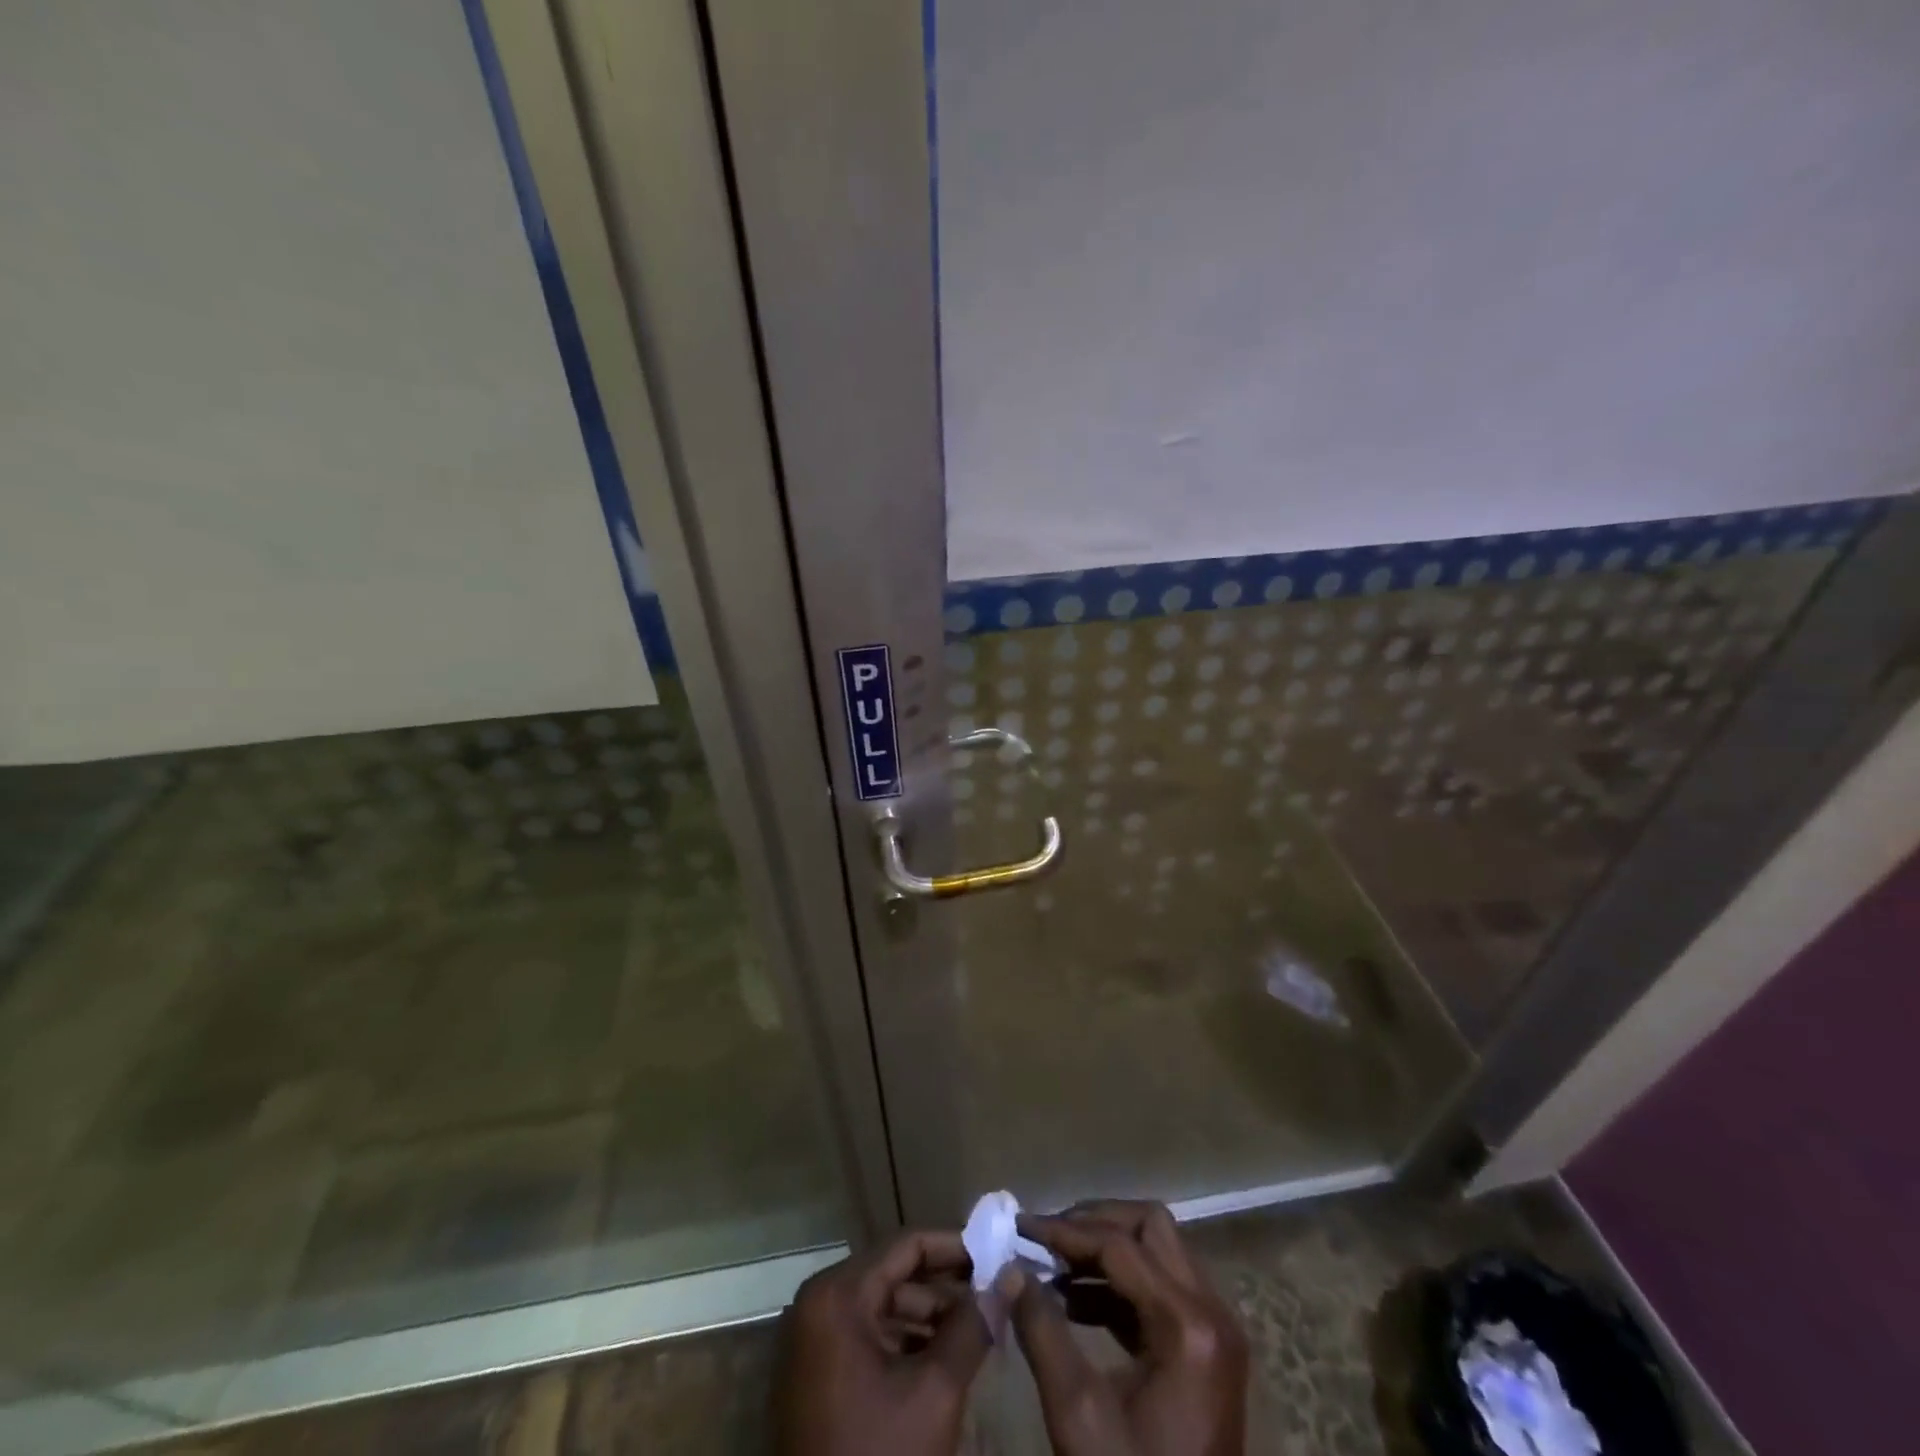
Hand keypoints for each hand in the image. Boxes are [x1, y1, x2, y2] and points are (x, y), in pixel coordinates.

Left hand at [773, 1230, 1002, 1455]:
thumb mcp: (934, 1393)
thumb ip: (972, 1326)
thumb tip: (1010, 1275)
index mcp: (838, 1294)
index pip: (907, 1244)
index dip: (955, 1245)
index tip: (997, 1252)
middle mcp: (819, 1303)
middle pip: (895, 1273)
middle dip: (947, 1286)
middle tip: (995, 1293)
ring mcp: (814, 1340)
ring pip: (884, 1307)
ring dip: (932, 1316)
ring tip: (980, 1327)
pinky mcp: (817, 1373)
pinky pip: (869, 1337)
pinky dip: (907, 1342)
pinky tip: (948, 1357)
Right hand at [1009, 1201, 1247, 1455]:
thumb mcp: (1078, 1414)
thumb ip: (1042, 1330)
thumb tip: (1008, 1268)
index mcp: (1188, 1325)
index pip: (1119, 1246)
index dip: (1065, 1231)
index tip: (1020, 1227)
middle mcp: (1212, 1311)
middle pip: (1150, 1227)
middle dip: (1094, 1223)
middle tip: (1046, 1238)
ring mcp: (1215, 1328)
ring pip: (1158, 1250)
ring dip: (1107, 1249)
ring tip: (1053, 1265)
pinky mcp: (1208, 1348)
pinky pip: (1163, 1286)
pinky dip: (1121, 1281)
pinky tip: (1075, 1301)